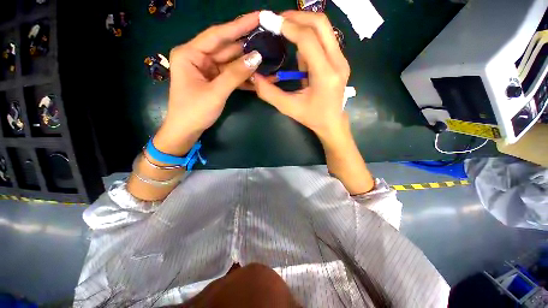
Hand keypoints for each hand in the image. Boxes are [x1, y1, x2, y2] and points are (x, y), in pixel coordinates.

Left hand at [154, 12, 262, 155]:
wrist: (186, 130)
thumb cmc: (194, 111)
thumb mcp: (216, 92)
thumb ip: (235, 74)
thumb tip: (256, 57)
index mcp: (190, 54)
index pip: (218, 35)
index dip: (239, 26)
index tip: (258, 17)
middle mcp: (198, 57)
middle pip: (226, 48)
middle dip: (247, 46)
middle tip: (267, 39)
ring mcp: (207, 70)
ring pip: (231, 63)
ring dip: (248, 65)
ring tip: (267, 59)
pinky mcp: (215, 81)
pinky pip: (231, 75)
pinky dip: (244, 78)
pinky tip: (258, 78)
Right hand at [252, 11, 350, 144]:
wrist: (332, 123)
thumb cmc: (312, 117)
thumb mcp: (288, 108)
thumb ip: (269, 93)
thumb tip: (254, 77)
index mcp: (325, 75)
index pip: (308, 39)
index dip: (288, 26)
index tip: (270, 21)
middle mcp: (338, 62)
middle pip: (321, 23)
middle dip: (297, 16)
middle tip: (278, 20)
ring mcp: (342, 60)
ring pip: (324, 29)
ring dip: (303, 27)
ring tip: (286, 35)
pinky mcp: (340, 60)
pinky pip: (324, 40)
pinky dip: (309, 39)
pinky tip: (300, 55)